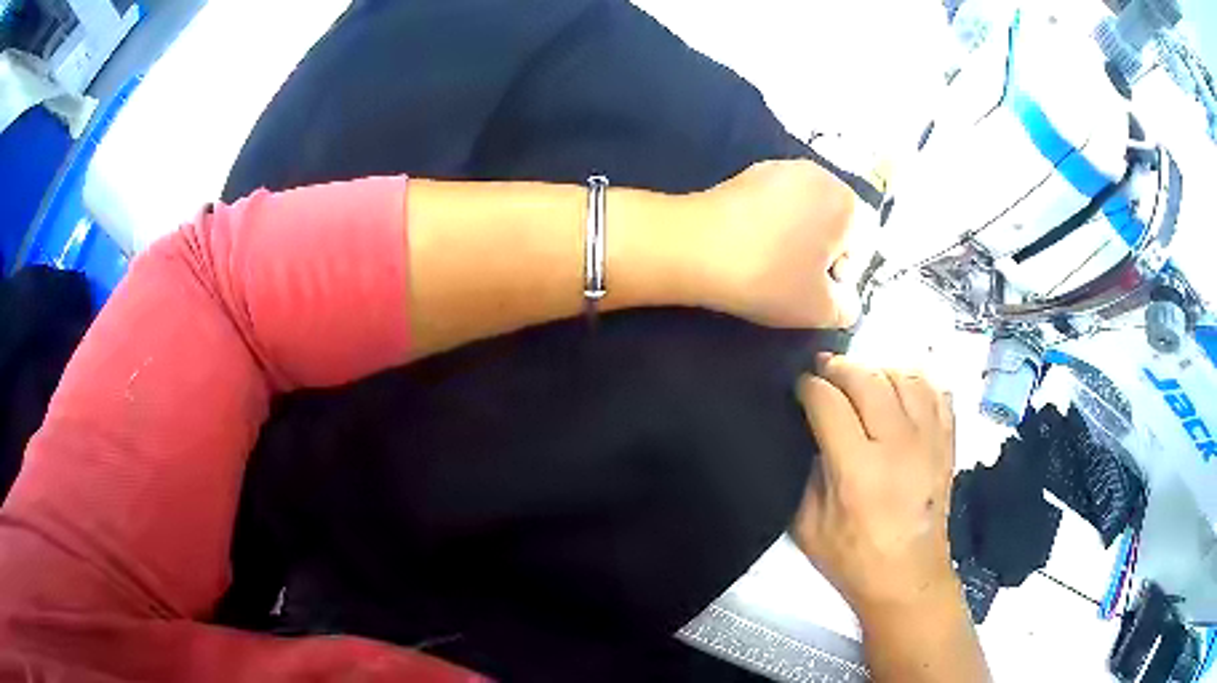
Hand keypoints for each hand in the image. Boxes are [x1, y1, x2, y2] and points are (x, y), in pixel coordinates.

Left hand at [696, 160, 863, 328]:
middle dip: (823, 253)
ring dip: (796, 240)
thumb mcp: (819, 309)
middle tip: (797, 281)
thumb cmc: (769, 276)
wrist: (693, 247)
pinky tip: (750, 247)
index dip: (848, 273)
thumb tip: (846, 302)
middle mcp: (818, 173)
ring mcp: (779, 167)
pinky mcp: (746, 173)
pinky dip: (770, 226)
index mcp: (845, 199)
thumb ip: (846, 309)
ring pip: (804, 212)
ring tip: (770, 266)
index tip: (820, 290)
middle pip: (835, 222)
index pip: (866, 241)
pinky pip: (774, 205)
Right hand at [791, 354, 957, 618]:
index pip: (829, 404)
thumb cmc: (853, 559)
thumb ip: (806, 472)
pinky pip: (935, 390)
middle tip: (823, 369)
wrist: (909, 578)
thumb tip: (808, 427)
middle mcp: (898, 446)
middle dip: (839, 366)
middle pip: (868, 379)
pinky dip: (914, 379)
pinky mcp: (947, 442)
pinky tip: (898, 386)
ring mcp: (930, 440)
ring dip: (876, 368)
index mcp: (858, 471)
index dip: (808, 386)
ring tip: (860, 377)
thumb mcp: (807, 526)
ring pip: (904, 376)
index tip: (799, 384)